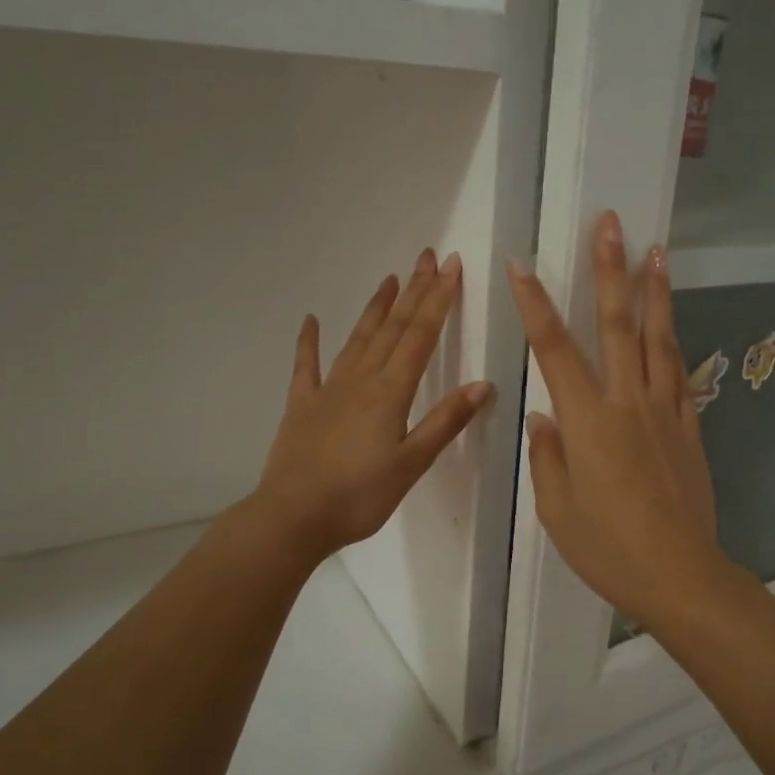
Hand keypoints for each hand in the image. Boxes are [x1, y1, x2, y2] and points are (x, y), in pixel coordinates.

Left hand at [256, 249, 491, 559]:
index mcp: (390, 392)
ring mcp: (328, 389)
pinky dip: (309, 341)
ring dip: (376, 308)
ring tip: (388, 280)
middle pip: (392, 328)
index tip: (450, 266)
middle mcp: (361, 380)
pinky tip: (311, 320)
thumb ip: (445, 422)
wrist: (293, 516)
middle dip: (413, 292)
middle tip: (426, 257)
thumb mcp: (412, 464)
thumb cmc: (359, 496)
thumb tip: (482, 384)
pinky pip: (306, 366)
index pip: (421, 336)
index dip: (438, 299)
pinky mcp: (302, 405)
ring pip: (357, 339)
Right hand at [506, 211, 728, 630]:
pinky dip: (674, 345)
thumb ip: (548, 455)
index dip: (535, 304)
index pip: (554, 349)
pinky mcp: (690, 428)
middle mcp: (628, 403)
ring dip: (655, 292)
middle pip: (617, 325)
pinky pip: (681, 376)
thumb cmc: (608, 548)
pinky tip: (673, 328)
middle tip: (610, 225)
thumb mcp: (557, 510)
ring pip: (659, 339)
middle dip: (610, 271)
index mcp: (587, 421)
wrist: (680, 574)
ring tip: (656, 251)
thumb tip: (544, 415)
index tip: (522, 265)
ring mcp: (665, 412)